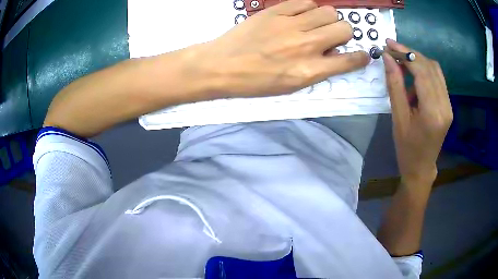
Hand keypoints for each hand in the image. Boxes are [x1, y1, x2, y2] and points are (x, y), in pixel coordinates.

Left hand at [193, 0, 369, 97]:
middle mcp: (306, 45)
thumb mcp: (290, 86)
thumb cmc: (255, 82)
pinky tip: (299, 16)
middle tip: (329, 37)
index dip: (360, 57)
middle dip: (342, 33)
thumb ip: (317, 69)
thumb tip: (333, 53)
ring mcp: (291, 25)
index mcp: (309, 71)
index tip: (362, 54)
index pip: (349, 60)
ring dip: (327, 18)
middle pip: (344, 28)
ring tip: (313, 25)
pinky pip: (307, 2)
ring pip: (329, 11)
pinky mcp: (277, 11)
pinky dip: (308, 8)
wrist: (222, 65)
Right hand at [384, 39, 452, 185]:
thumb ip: (395, 86)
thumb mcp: (398, 118)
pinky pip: (437, 79)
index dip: (406, 53)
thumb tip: (388, 58)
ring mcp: (449, 105)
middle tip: (393, 51)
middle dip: (410, 54)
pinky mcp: (448, 105)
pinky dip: (424, 72)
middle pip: (430, 67)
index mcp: (433, 112)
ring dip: (417, 62)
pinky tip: (414, 81)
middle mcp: (445, 106)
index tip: (389, 44)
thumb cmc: (407, 148)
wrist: (421, 167)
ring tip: (402, 66)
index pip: (422, 71)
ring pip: (435, 70)